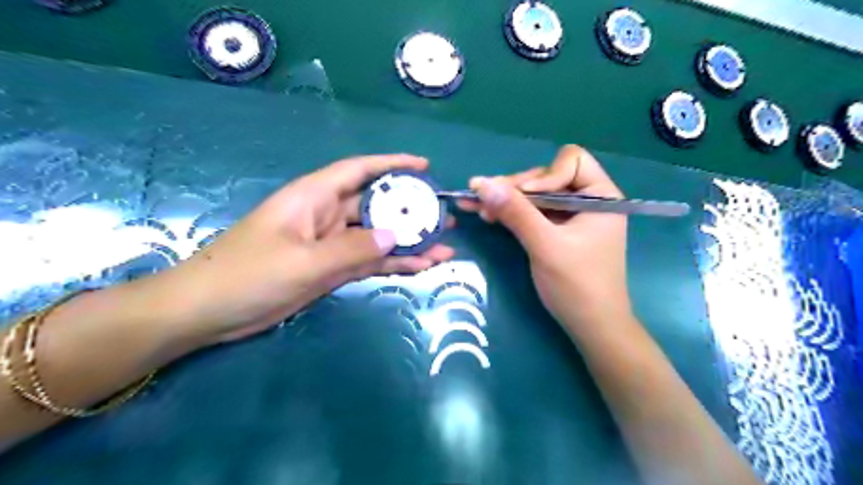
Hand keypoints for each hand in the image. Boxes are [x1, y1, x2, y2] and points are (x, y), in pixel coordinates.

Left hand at [158, 154, 452, 342]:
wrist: (209, 312)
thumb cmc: (247, 274)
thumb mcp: (302, 261)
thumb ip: (351, 248)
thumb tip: (395, 236)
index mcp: (314, 198)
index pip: (359, 170)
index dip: (392, 164)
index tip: (424, 166)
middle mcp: (326, 216)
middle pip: (376, 206)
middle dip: (411, 210)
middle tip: (444, 216)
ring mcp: (331, 245)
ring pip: (377, 237)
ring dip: (408, 242)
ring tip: (444, 247)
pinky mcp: (331, 269)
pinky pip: (369, 261)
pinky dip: (393, 264)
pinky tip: (420, 267)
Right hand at [461, 143, 631, 328]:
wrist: (592, 327)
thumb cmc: (577, 286)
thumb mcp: (545, 246)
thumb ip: (516, 213)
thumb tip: (481, 183)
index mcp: (601, 196)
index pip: (571, 161)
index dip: (544, 176)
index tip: (524, 198)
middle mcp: (588, 200)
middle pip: (547, 177)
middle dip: (515, 188)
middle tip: (481, 198)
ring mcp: (572, 216)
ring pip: (536, 195)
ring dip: (508, 200)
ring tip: (477, 207)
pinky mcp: (559, 231)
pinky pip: (534, 212)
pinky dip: (513, 213)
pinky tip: (489, 215)